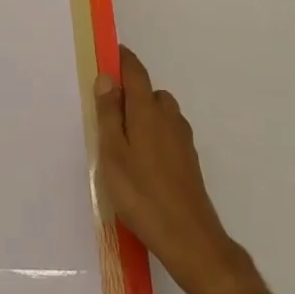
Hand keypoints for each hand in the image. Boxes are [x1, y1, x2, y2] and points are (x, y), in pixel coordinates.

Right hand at [95, 45, 247, 293]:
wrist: (190, 239)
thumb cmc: (142, 194)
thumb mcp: (113, 154)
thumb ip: (109, 114)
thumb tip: (108, 76)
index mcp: (148, 111)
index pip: (136, 71)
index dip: (122, 60)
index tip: (107, 54)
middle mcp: (169, 117)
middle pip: (149, 92)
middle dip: (130, 93)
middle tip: (105, 112)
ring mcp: (183, 140)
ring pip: (160, 114)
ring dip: (142, 116)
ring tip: (121, 141)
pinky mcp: (189, 161)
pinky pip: (167, 133)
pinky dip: (153, 135)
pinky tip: (141, 162)